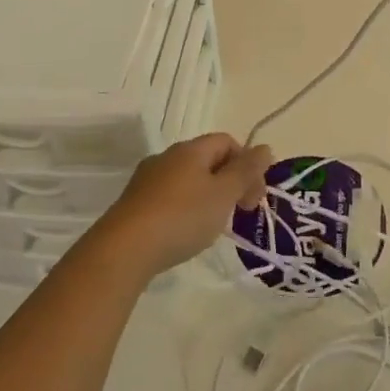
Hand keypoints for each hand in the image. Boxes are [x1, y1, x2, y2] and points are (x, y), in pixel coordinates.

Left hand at [92, 133, 272, 279]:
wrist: (124, 249)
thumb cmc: (182, 217)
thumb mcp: (223, 195)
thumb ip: (246, 171)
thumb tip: (265, 148)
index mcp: (191, 149)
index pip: (227, 141)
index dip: (247, 164)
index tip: (254, 196)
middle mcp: (168, 157)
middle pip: (208, 160)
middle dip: (230, 182)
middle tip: (239, 212)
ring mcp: (148, 179)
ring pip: (189, 179)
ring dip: (208, 196)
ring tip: (214, 226)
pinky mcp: (135, 203)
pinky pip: (170, 197)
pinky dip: (186, 209)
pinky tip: (185, 233)